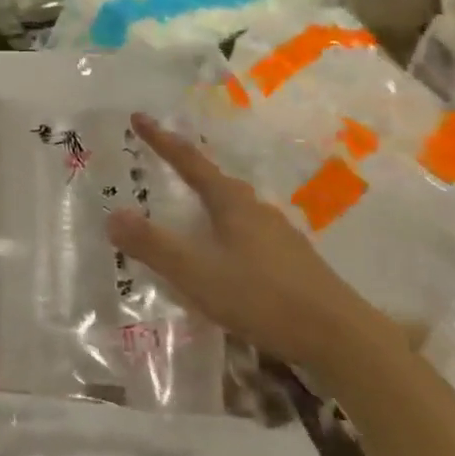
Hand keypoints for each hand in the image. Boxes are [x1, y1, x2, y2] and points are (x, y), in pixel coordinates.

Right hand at [105, 114, 392, 375]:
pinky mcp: (291, 262)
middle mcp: (255, 210)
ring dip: (206, 203)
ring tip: (186, 210)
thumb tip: (112, 215)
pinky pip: (246, 233)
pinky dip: (223, 231)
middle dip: (185, 169)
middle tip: (159, 163)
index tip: (138, 117)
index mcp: (232, 203)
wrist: (342, 338)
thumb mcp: (197, 273)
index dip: (161, 140)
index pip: (189, 161)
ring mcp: (278, 235)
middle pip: (214, 181)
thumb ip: (154, 245)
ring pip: (233, 208)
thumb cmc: (263, 297)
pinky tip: (222, 255)